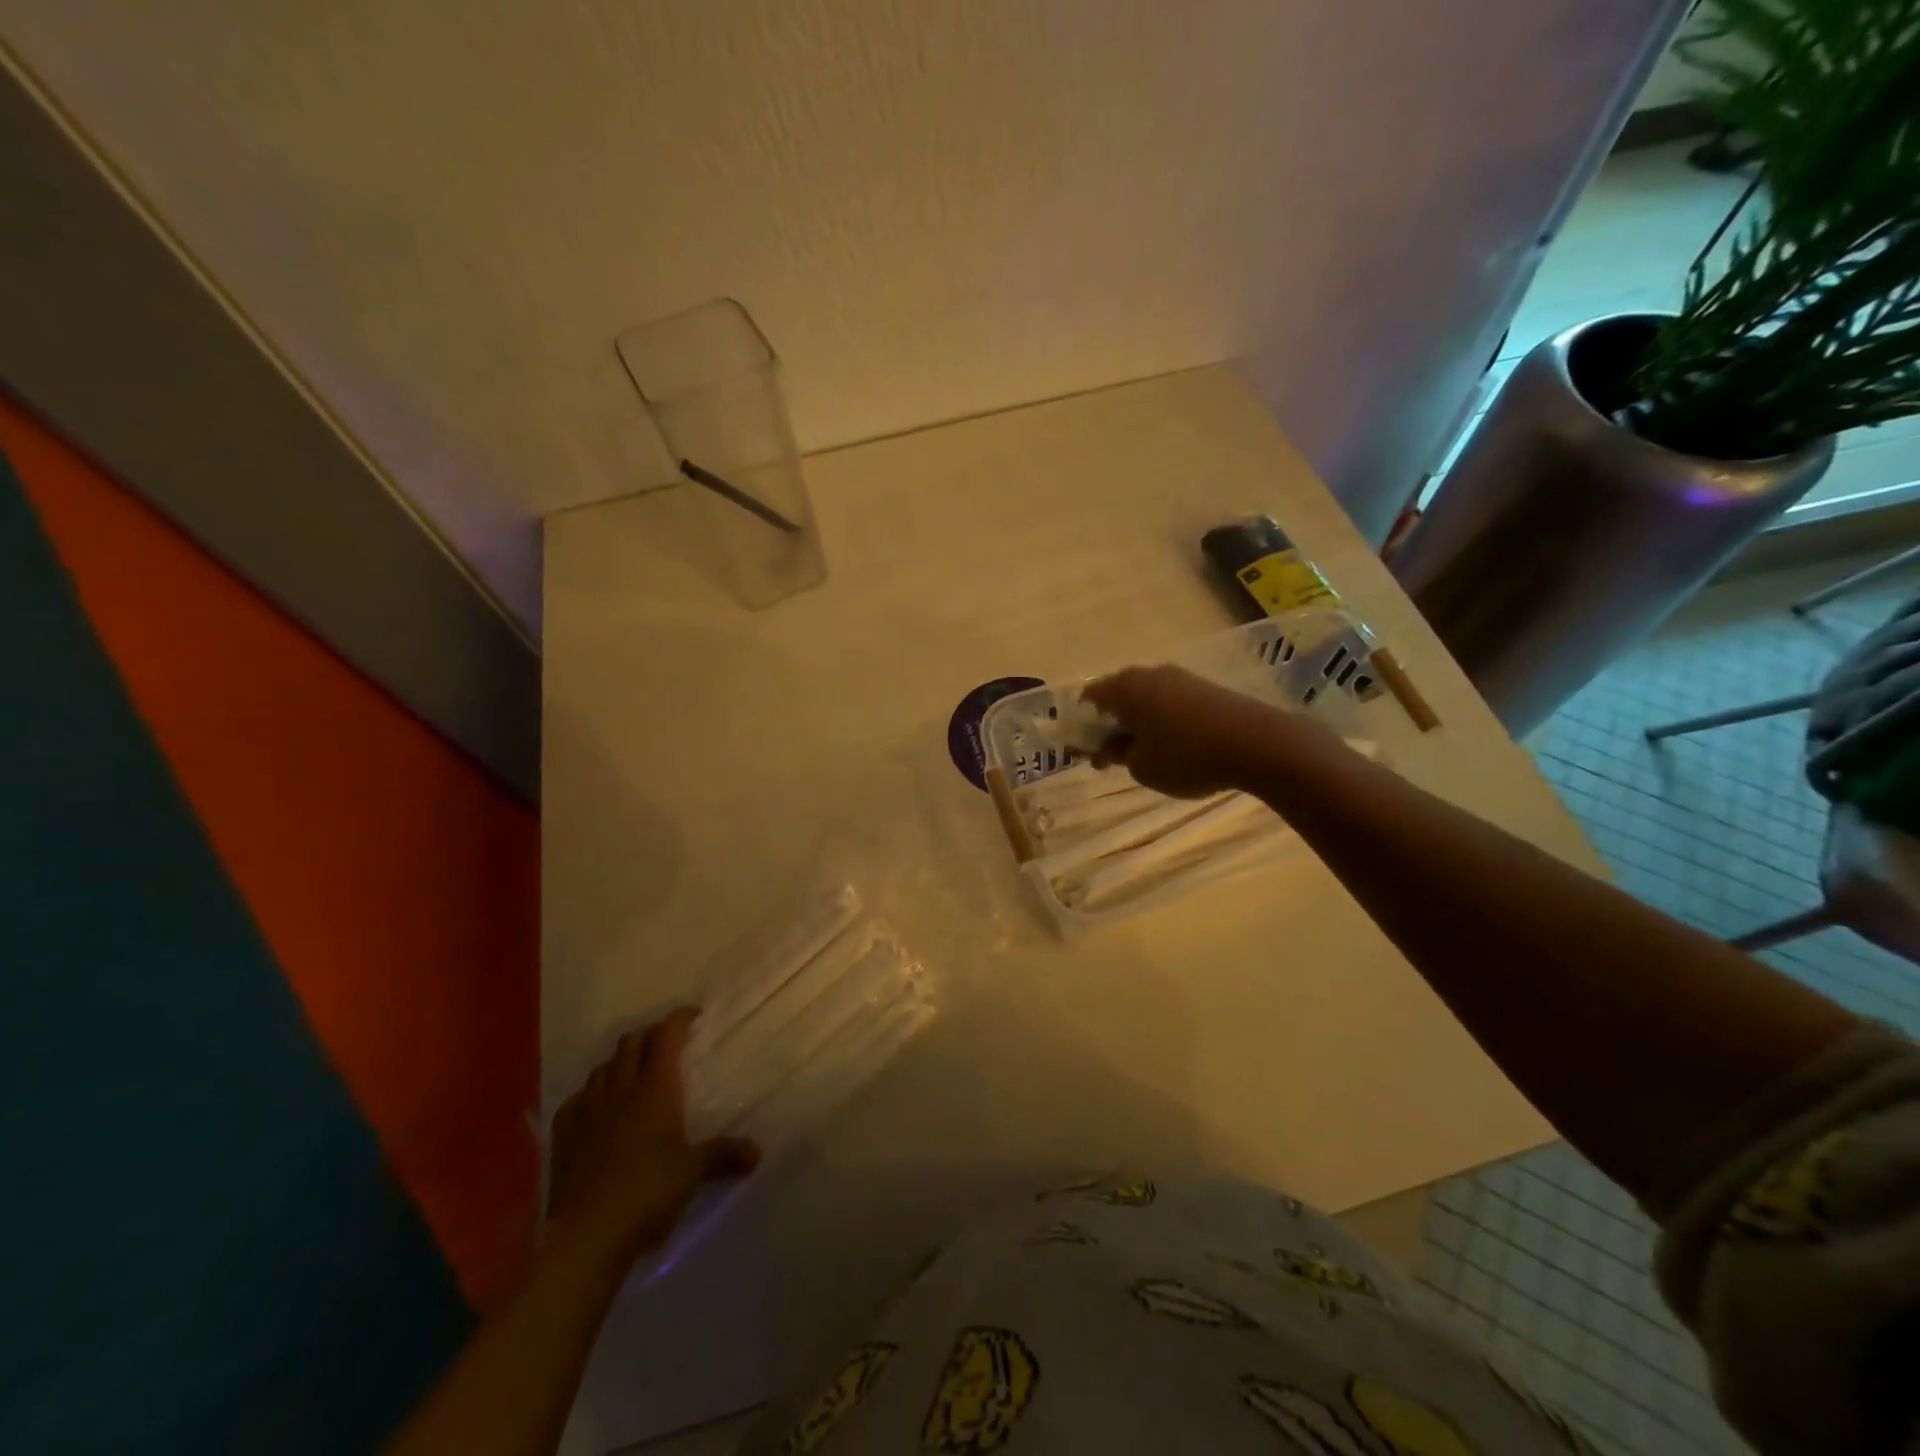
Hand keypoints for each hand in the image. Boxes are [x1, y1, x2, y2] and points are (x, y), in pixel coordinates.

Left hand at [546, 1008, 759, 1264]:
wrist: (587, 1234)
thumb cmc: (648, 1191)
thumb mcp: (693, 1172)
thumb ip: (724, 1155)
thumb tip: (757, 1152)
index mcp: (655, 1088)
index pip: (667, 1036)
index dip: (680, 1019)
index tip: (694, 1014)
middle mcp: (620, 1089)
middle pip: (631, 1043)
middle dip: (649, 1035)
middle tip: (666, 1043)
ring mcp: (587, 1110)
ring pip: (602, 1067)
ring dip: (619, 1062)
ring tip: (633, 1073)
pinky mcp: (564, 1135)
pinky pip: (576, 1100)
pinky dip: (590, 1094)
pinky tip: (596, 1108)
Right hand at [1082, 664, 1294, 798]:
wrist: (1257, 743)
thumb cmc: (1186, 756)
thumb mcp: (1142, 767)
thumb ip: (1118, 755)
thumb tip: (1110, 748)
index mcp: (1124, 688)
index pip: (1088, 698)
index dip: (1082, 724)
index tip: (1086, 750)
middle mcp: (1148, 674)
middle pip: (1117, 695)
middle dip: (1111, 723)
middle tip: (1113, 754)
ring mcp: (1180, 677)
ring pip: (1146, 698)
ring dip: (1138, 722)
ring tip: (1145, 754)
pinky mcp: (1205, 688)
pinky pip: (1170, 702)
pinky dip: (1163, 720)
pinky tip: (1174, 745)